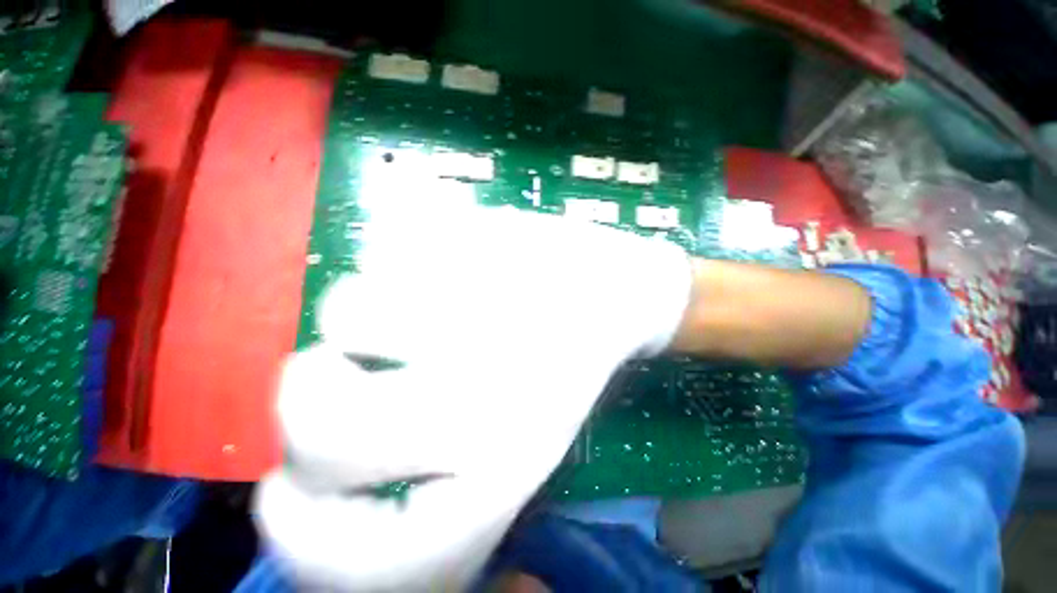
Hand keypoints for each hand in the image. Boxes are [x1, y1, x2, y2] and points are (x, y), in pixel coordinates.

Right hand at [255, 206, 692, 590]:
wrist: (614, 290)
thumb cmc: (563, 366)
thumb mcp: (511, 446)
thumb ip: (428, 480)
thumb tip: (327, 486)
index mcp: (504, 467)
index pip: (358, 556)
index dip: (295, 534)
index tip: (284, 494)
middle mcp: (489, 395)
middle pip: (318, 421)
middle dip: (307, 394)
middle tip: (342, 370)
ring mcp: (486, 303)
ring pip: (346, 307)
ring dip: (362, 308)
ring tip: (423, 300)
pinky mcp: (485, 235)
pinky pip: (390, 242)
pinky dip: (400, 254)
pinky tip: (451, 260)